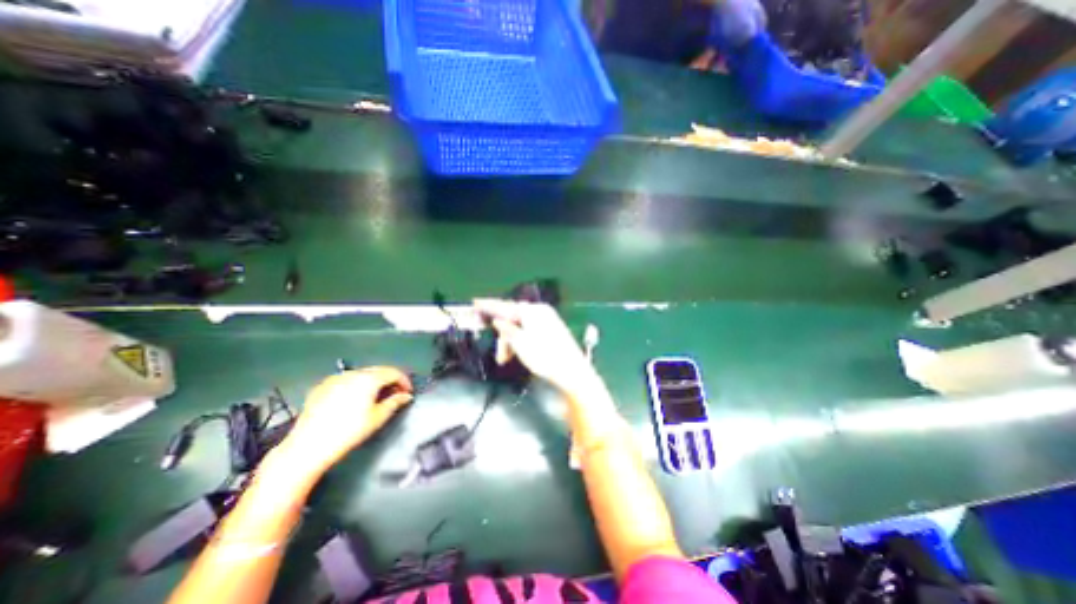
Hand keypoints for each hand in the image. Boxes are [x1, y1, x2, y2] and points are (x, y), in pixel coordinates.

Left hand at [279, 365, 413, 473]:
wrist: (307, 447)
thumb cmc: (348, 432)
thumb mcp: (377, 418)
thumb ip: (395, 402)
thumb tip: (406, 396)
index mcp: (369, 379)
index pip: (393, 372)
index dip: (404, 381)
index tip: (408, 392)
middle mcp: (353, 373)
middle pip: (378, 371)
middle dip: (389, 380)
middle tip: (395, 394)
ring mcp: (336, 378)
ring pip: (362, 374)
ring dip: (373, 382)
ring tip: (376, 396)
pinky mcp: (322, 386)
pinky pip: (346, 380)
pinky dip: (356, 385)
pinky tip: (355, 399)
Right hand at [476, 297, 601, 395]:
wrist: (572, 371)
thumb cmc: (544, 357)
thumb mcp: (520, 344)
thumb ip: (507, 330)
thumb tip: (498, 320)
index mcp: (532, 311)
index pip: (505, 307)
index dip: (489, 306)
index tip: (475, 302)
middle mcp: (540, 311)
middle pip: (513, 319)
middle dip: (503, 336)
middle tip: (500, 356)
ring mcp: (548, 319)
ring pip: (521, 326)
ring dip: (511, 341)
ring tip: (508, 359)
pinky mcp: (552, 329)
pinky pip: (529, 330)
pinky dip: (521, 340)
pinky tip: (519, 352)